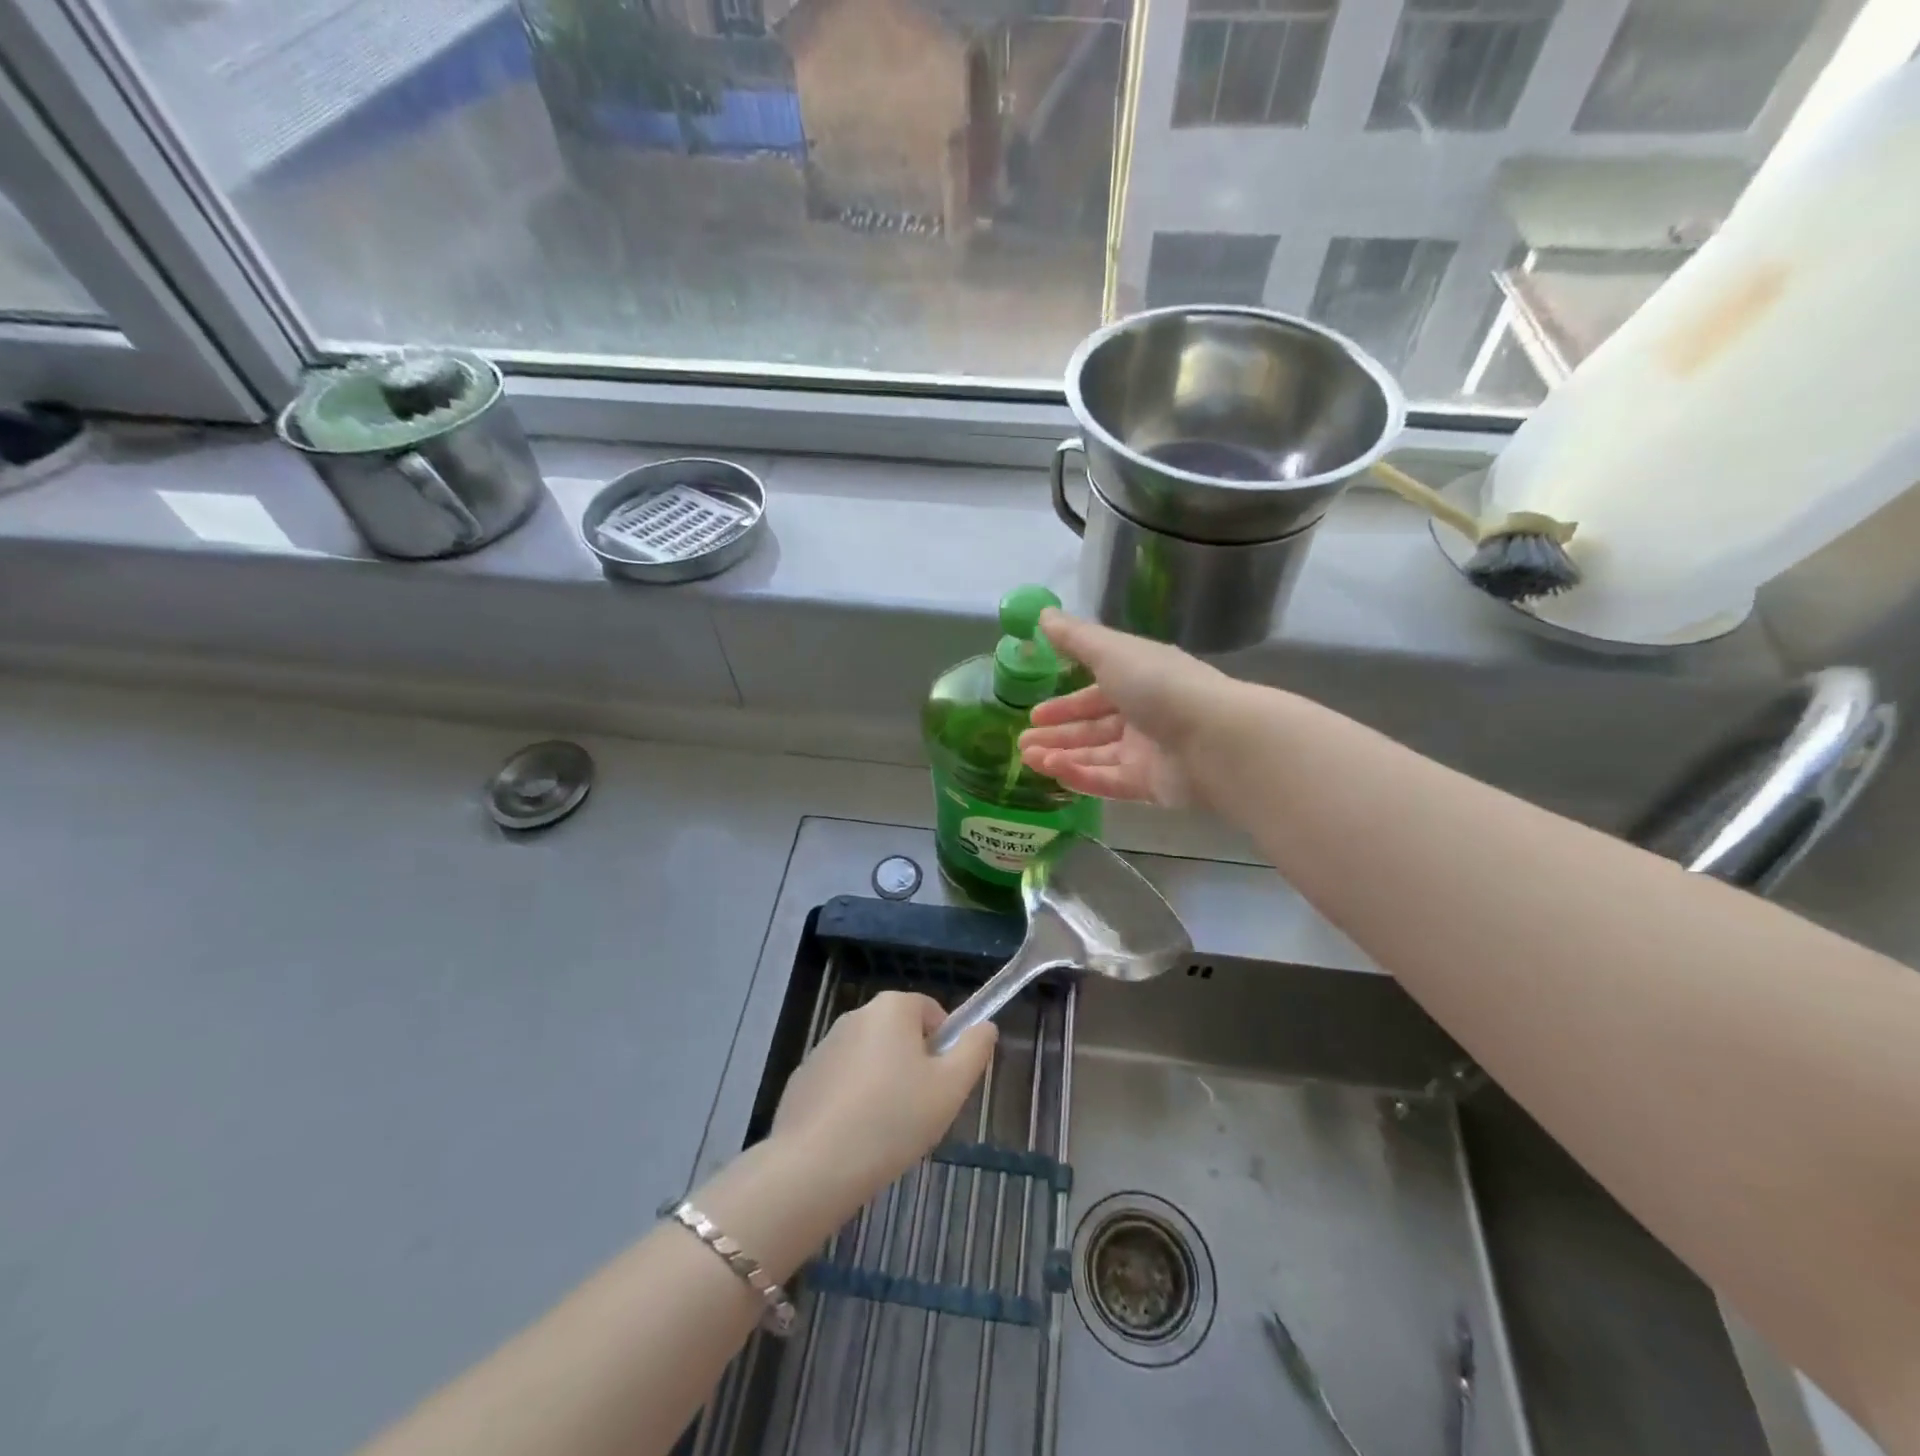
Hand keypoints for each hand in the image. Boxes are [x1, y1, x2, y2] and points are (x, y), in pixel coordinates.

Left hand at [772, 991, 995, 1203]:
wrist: (816, 1165)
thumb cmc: (894, 1118)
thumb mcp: (951, 1087)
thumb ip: (974, 1050)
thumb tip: (985, 1026)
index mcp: (892, 1007)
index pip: (932, 1012)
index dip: (945, 1046)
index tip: (943, 1085)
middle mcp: (856, 1015)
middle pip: (900, 1035)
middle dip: (913, 1067)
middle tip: (920, 1111)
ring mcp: (824, 1045)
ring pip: (870, 1060)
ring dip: (883, 1084)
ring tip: (886, 1131)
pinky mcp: (803, 1077)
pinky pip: (841, 1083)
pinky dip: (852, 1101)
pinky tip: (854, 1138)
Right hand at [1019, 610, 1243, 808]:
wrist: (1214, 740)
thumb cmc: (1159, 686)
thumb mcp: (1111, 652)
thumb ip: (1075, 637)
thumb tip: (1043, 614)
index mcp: (1140, 678)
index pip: (1097, 692)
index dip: (1065, 702)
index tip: (1035, 712)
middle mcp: (1144, 714)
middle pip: (1094, 727)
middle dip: (1058, 733)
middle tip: (1023, 742)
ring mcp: (1148, 752)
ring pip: (1097, 755)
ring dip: (1061, 755)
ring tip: (1028, 758)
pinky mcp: (1150, 785)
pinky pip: (1108, 781)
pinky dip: (1080, 777)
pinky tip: (1053, 773)